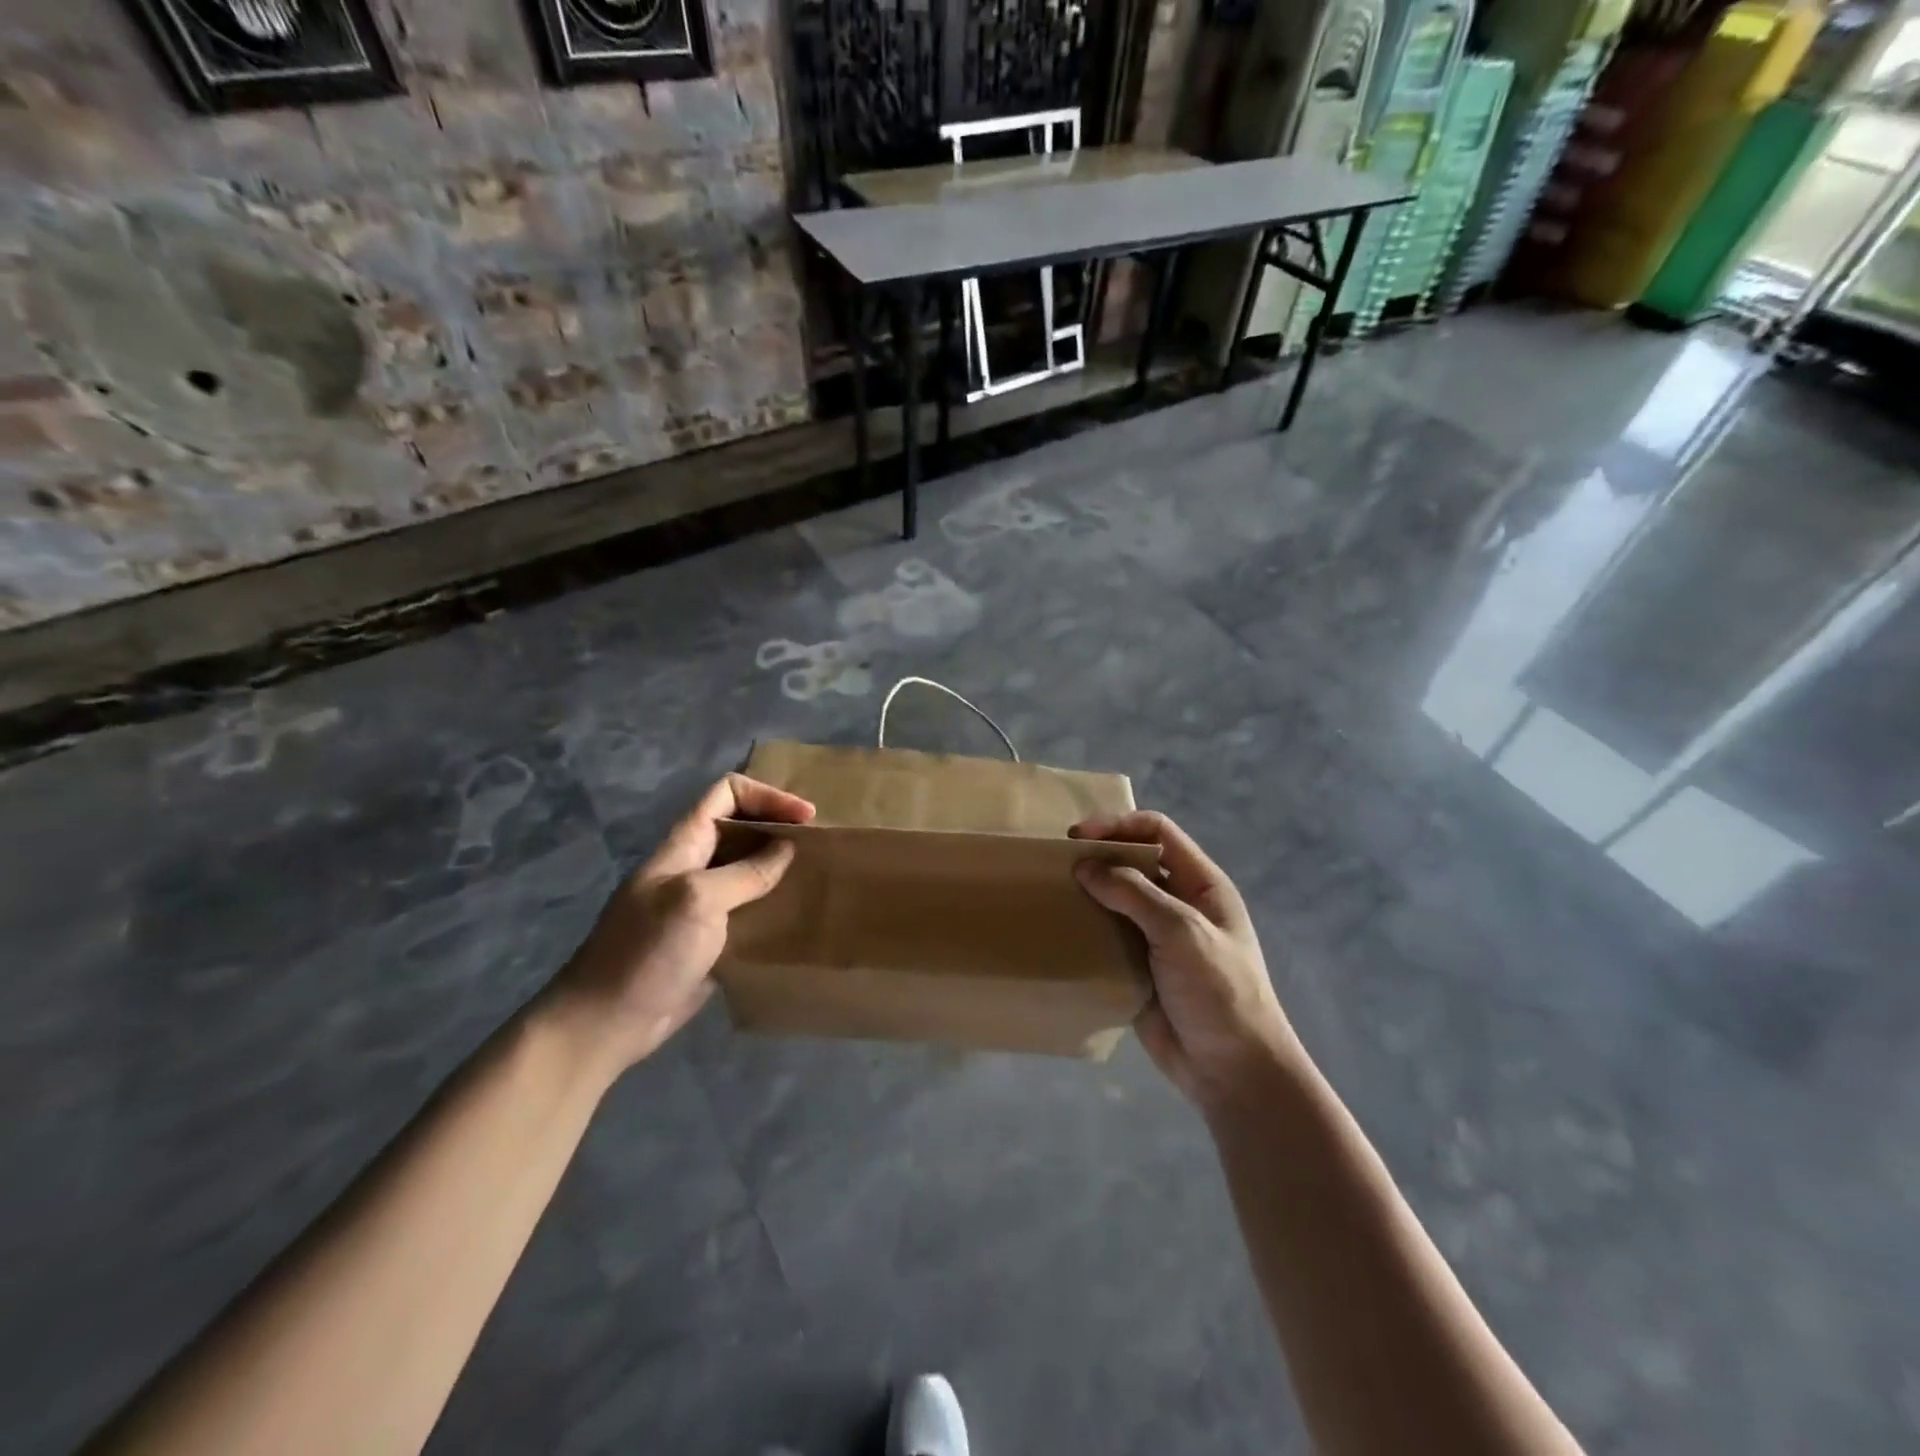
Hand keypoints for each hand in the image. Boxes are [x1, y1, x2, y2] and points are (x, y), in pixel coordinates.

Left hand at [548, 773, 814, 1074]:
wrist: (607, 1021)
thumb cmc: (648, 951)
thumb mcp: (698, 900)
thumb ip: (745, 872)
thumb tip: (787, 849)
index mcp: (685, 844)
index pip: (727, 794)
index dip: (768, 796)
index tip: (805, 818)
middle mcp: (695, 865)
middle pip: (741, 828)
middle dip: (780, 828)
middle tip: (819, 846)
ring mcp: (701, 902)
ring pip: (747, 868)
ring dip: (781, 867)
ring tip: (817, 877)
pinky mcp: (710, 937)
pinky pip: (747, 908)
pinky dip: (773, 904)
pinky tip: (798, 916)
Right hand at [1071, 812, 1301, 1111]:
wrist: (1232, 1070)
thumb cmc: (1219, 990)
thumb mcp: (1182, 932)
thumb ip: (1134, 894)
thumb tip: (1084, 867)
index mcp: (1201, 884)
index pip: (1158, 832)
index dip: (1119, 825)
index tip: (1078, 836)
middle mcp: (1178, 903)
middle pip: (1133, 862)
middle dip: (1098, 856)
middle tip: (1057, 863)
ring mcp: (1157, 937)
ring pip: (1115, 899)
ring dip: (1087, 893)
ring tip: (1051, 892)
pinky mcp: (1138, 968)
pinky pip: (1107, 936)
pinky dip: (1085, 929)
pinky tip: (1060, 930)